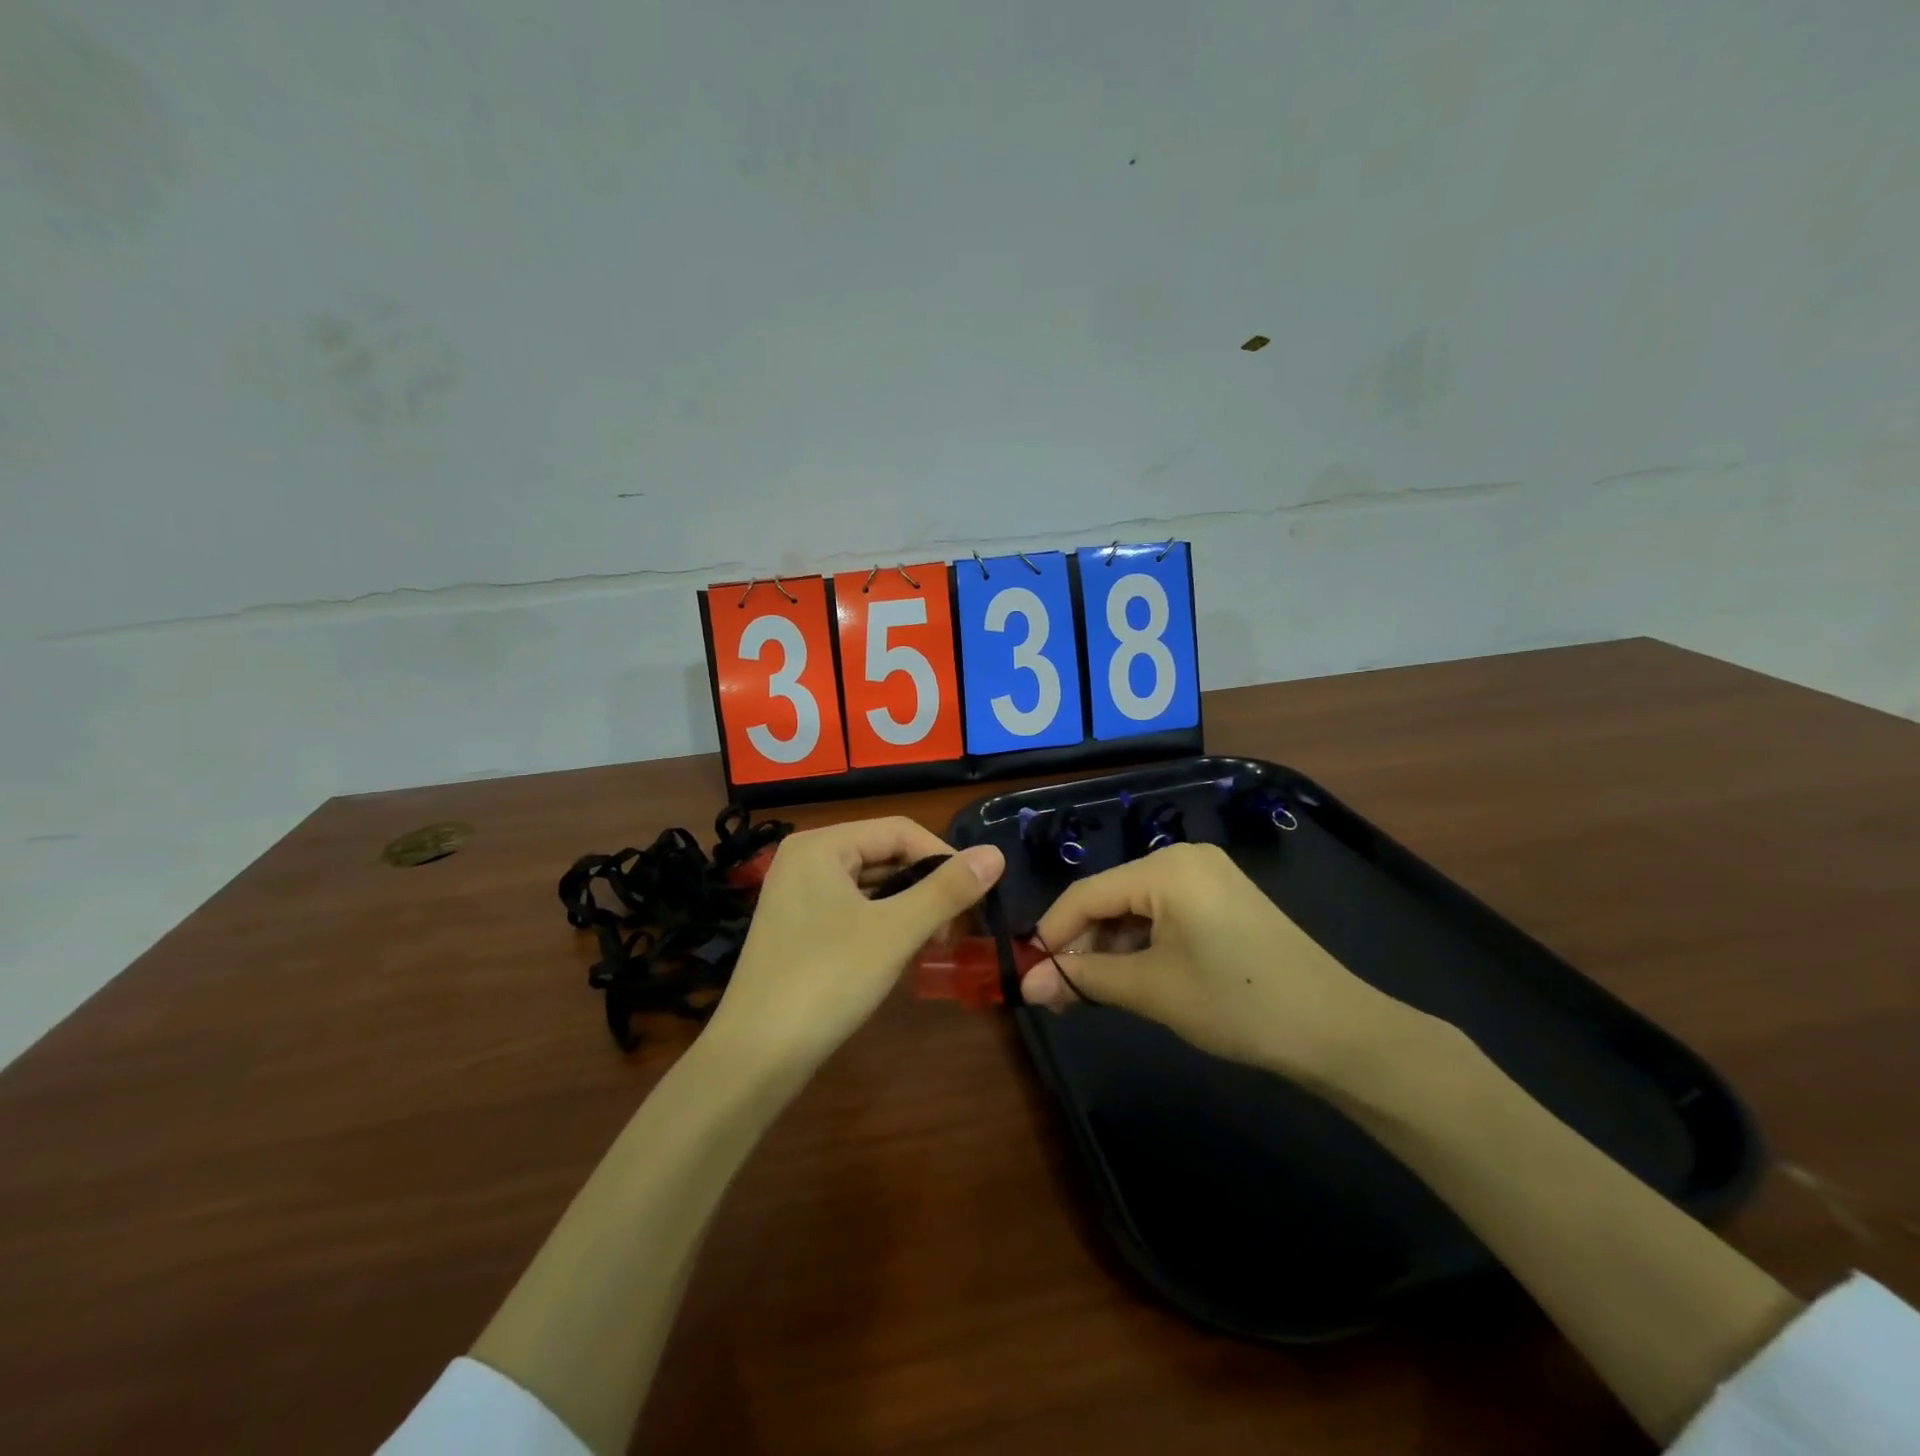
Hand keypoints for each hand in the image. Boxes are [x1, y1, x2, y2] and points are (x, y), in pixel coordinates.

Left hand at [706, 817, 1003, 1076]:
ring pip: (869, 883)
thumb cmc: (827, 981)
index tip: (973, 899)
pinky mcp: (796, 926)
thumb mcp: (895, 932)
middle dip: (924, 886)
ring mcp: (796, 893)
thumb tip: (997, 854)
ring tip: (931, 943)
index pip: (899, 830)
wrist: (754, 1057)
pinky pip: (851, 907)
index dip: (943, 858)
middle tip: (952, 930)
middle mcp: (805, 858)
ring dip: (906, 906)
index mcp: (821, 845)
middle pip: (883, 854)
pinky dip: (881, 922)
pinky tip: (898, 951)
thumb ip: (947, 890)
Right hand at [1021, 842, 1412, 1089]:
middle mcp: (1184, 859)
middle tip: (1058, 994)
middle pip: (1111, 898)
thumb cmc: (1235, 1002)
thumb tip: (1026, 987)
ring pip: (1136, 909)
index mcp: (1165, 867)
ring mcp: (1208, 877)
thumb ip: (1083, 980)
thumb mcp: (1151, 990)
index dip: (1052, 934)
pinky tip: (1129, 978)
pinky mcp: (1223, 900)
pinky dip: (1141, 945)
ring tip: (1090, 993)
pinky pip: (1164, 914)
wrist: (1335, 1030)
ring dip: (1110, 949)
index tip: (1027, 973)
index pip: (1087, 894)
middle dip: (1082, 946)